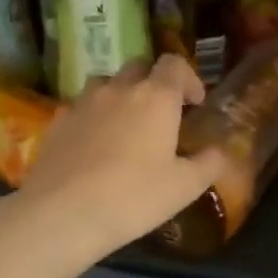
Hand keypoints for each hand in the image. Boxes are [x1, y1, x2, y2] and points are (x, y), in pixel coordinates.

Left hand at [16, 54, 227, 256]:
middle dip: (153, 81)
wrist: (62, 213)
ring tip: (124, 124)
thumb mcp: (184, 188)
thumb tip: (220, 152)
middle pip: (139, 66)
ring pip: (105, 82)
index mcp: (156, 98)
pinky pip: (79, 106)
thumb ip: (208, 164)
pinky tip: (92, 144)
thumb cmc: (134, 197)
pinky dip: (92, 116)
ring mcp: (83, 102)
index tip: (194, 103)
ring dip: (120, 94)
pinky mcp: (57, 121)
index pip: (174, 64)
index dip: (188, 77)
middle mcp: (119, 89)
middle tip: (161, 113)